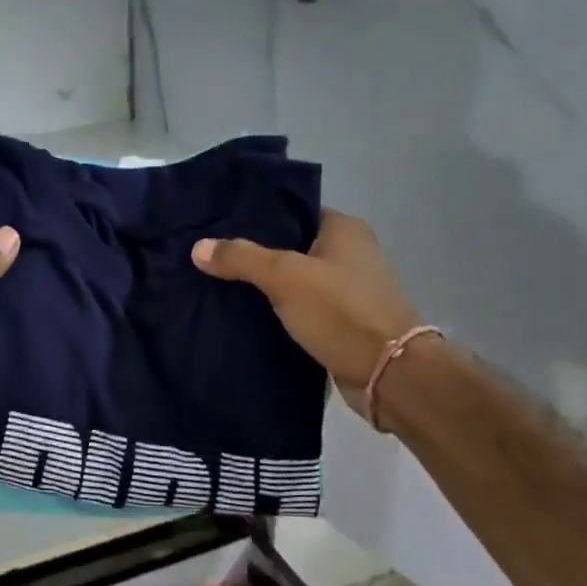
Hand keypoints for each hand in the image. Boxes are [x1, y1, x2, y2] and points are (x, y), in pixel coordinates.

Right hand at [192, 209, 421, 401]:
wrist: (387, 374)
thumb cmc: (341, 312)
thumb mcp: (285, 278)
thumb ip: (241, 259)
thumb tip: (198, 247)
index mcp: (344, 229)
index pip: (293, 211)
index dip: (257, 218)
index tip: (219, 228)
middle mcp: (350, 253)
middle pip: (291, 247)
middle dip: (255, 255)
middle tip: (211, 260)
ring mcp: (348, 290)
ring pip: (295, 281)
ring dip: (265, 288)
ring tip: (219, 287)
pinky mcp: (342, 322)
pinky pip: (301, 309)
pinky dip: (278, 313)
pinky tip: (245, 317)